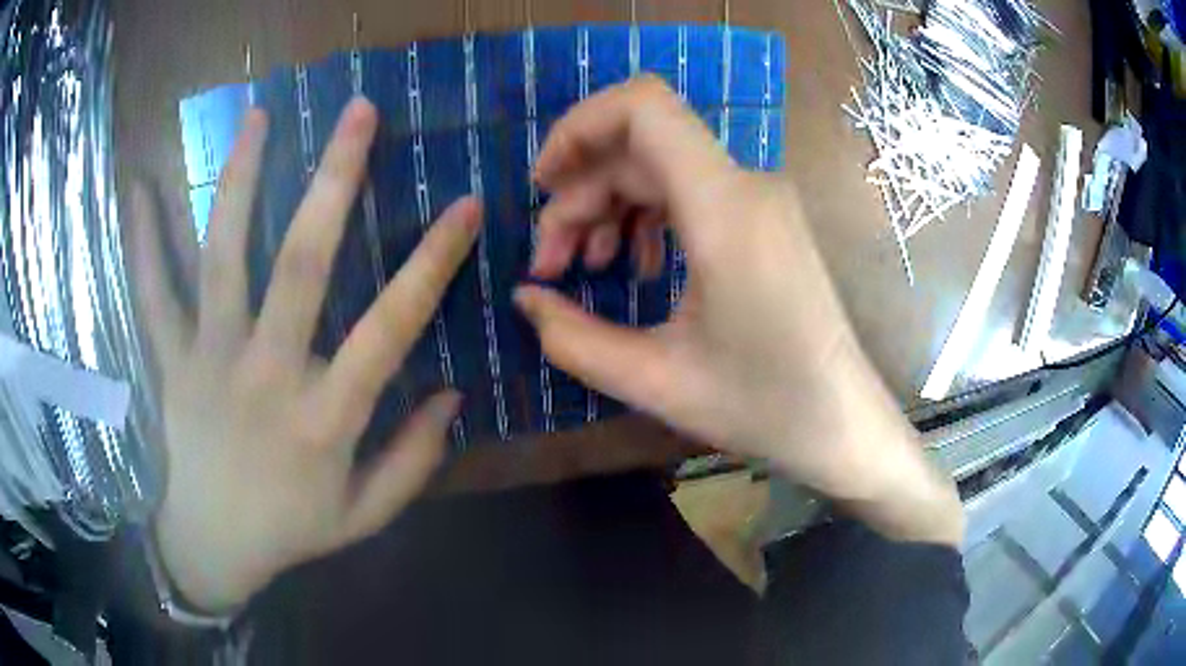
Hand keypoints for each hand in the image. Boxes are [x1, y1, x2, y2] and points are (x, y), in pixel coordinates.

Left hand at [130, 98, 479, 612]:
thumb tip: (454, 396)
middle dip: (334, 181)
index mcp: (324, 419)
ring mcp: (209, 361)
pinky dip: (143, 242)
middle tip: (360, 112)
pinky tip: (139, 186)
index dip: (431, 263)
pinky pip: (152, 296)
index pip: (390, 328)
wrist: (211, 548)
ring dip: (240, 182)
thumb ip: (412, 462)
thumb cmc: (290, 531)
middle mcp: (266, 375)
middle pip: (301, 265)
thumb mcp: (364, 516)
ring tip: (258, 117)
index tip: (465, 204)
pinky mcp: (170, 361)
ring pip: (222, 259)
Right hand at [516, 77, 962, 544]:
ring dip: (610, 207)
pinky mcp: (765, 219)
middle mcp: (746, 185)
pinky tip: (638, 269)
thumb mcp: (655, 381)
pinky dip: (648, 218)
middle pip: (639, 146)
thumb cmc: (762, 407)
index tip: (542, 183)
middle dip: (580, 194)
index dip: (578, 125)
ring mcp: (760, 199)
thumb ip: (572, 337)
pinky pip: (691, 192)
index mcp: (725, 209)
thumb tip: (524, 298)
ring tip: (587, 269)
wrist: (841, 421)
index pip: (643, 107)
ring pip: (661, 168)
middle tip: (551, 265)